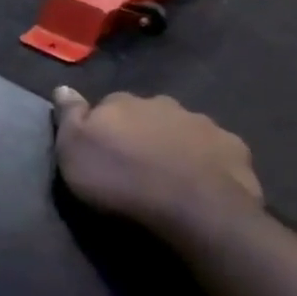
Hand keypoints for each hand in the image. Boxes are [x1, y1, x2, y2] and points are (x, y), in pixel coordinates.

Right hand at [51, 88, 263, 243]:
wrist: (195, 209)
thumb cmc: (122, 180)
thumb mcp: (74, 151)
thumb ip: (69, 116)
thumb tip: (62, 86)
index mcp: (123, 103)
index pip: (108, 104)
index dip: (104, 125)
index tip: (102, 148)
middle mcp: (163, 104)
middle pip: (148, 114)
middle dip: (142, 131)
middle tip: (136, 163)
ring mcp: (203, 124)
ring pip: (182, 128)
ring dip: (174, 144)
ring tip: (169, 174)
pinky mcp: (234, 148)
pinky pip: (215, 150)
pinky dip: (207, 161)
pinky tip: (202, 182)